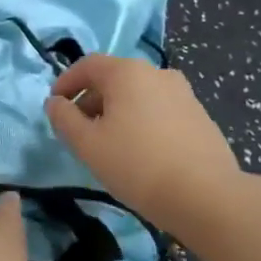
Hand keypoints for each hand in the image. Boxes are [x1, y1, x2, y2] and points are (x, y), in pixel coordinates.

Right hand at [45, 54, 243, 229]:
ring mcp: (183, 93)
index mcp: (127, 72)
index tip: (55, 105)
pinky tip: (139, 151)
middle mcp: (157, 73)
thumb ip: (64, 118)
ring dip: (116, 111)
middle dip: (91, 99)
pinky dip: (141, 120)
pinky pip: (158, 109)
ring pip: (138, 94)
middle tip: (78, 129)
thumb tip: (55, 103)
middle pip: (114, 78)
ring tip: (108, 143)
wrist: (206, 196)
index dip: (66, 82)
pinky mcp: (199, 115)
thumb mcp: (87, 144)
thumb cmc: (137, 165)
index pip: (87, 65)